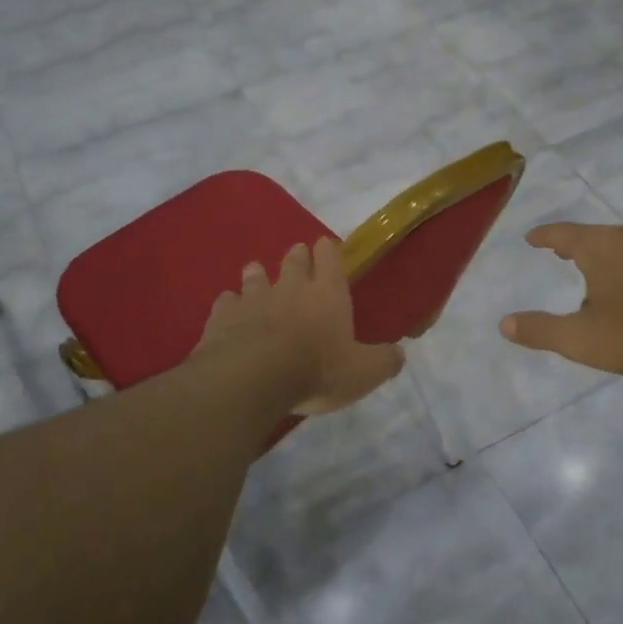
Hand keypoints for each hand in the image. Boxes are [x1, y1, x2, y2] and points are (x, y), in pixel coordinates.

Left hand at [193, 239, 403, 415]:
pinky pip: (226, 302)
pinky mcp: (223, 316)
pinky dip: (229, 303)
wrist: (253, 378)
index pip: (330, 260)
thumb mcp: (363, 373)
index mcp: (327, 295)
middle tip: (297, 254)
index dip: (329, 251)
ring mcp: (253, 299)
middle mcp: (290, 288)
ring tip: (256, 272)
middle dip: (297, 256)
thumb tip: (399, 354)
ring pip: (255, 276)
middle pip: (293, 262)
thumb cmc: (317, 371)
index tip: (326, 245)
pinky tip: (228, 309)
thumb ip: (384, 361)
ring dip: (257, 273)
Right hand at [500, 221, 622, 375]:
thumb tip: (504, 324)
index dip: (544, 236)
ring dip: (611, 254)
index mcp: (600, 247)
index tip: (532, 238)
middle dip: (577, 244)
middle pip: (596, 235)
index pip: (562, 233)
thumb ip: (541, 330)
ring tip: (604, 271)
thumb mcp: (582, 339)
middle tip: (563, 254)